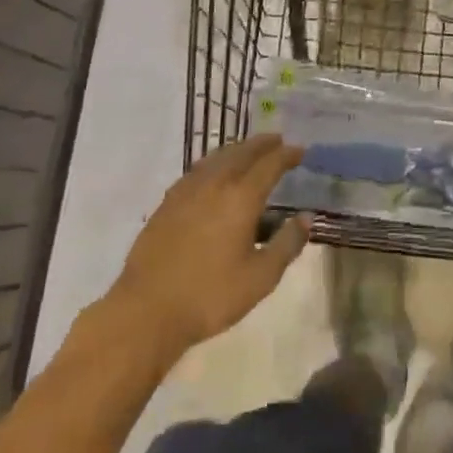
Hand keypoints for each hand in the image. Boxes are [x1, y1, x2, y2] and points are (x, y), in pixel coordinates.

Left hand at [112, 136, 310, 352]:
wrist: (147, 310)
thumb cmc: (210, 296)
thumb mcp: (260, 278)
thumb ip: (287, 244)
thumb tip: (306, 218)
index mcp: (241, 197)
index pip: (270, 164)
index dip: (287, 154)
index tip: (300, 151)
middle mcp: (216, 183)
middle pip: (243, 152)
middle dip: (263, 144)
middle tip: (278, 141)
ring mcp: (188, 189)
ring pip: (218, 156)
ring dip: (238, 149)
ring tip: (249, 151)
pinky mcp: (168, 201)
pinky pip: (198, 169)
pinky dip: (215, 162)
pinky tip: (214, 174)